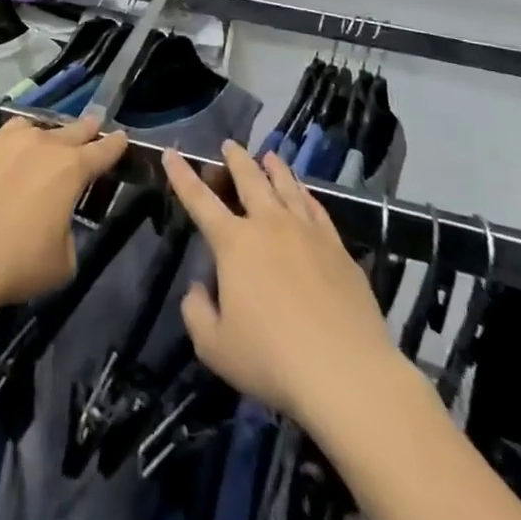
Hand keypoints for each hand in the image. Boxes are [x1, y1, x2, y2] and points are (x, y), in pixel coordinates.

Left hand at [0, 115, 126, 313]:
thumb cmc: (17, 263)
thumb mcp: (63, 261)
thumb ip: (67, 233)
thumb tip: (55, 222)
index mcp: (70, 169)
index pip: (101, 151)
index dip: (114, 145)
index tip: (122, 137)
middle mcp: (39, 144)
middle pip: (69, 130)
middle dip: (84, 128)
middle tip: (93, 123)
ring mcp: (1, 141)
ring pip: (28, 127)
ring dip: (40, 134)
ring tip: (41, 140)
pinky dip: (1, 150)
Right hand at [164, 142, 404, 435]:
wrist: (348, 374)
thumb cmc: (272, 359)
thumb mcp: (214, 346)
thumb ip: (196, 312)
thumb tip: (198, 288)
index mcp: (233, 242)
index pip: (199, 199)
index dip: (182, 175)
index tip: (172, 152)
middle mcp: (269, 225)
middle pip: (249, 180)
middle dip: (235, 159)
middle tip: (228, 145)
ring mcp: (307, 234)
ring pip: (287, 188)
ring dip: (274, 169)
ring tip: (269, 156)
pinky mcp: (339, 250)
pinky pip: (318, 210)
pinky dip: (306, 195)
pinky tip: (305, 193)